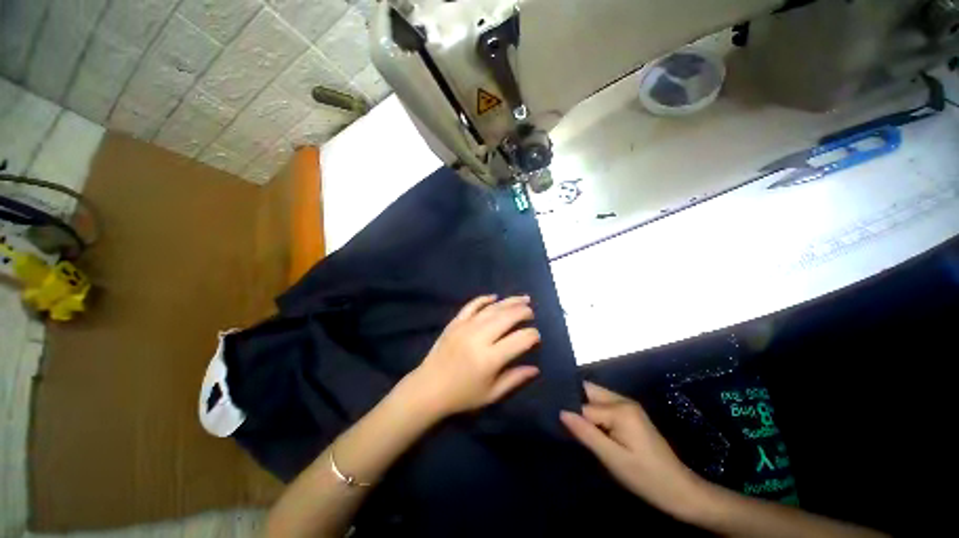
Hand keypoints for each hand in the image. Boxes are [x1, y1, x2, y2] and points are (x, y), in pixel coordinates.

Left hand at [408, 295, 540, 417]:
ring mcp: (465, 327)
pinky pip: (472, 305)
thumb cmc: (462, 396)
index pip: (520, 339)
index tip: (536, 337)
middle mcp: (479, 337)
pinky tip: (495, 296)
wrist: (428, 388)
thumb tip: (535, 369)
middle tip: (532, 312)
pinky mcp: (455, 322)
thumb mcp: (492, 394)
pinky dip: (484, 299)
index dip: (533, 336)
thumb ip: (515, 379)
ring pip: (492, 308)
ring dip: (510, 301)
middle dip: (523, 312)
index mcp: (490, 358)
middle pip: (507, 317)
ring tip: (523, 298)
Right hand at [560, 382, 705, 519]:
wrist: (680, 490)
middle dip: (575, 403)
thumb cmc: (646, 477)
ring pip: (596, 398)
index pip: (584, 406)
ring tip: (573, 427)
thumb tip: (562, 412)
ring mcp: (628, 406)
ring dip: (584, 409)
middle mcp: (623, 400)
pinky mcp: (631, 415)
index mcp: (620, 409)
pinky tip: (590, 429)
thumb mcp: (613, 458)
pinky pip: (604, 406)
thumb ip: (586, 433)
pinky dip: (594, 414)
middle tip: (562, 423)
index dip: (571, 415)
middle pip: (589, 392)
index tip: (558, 425)